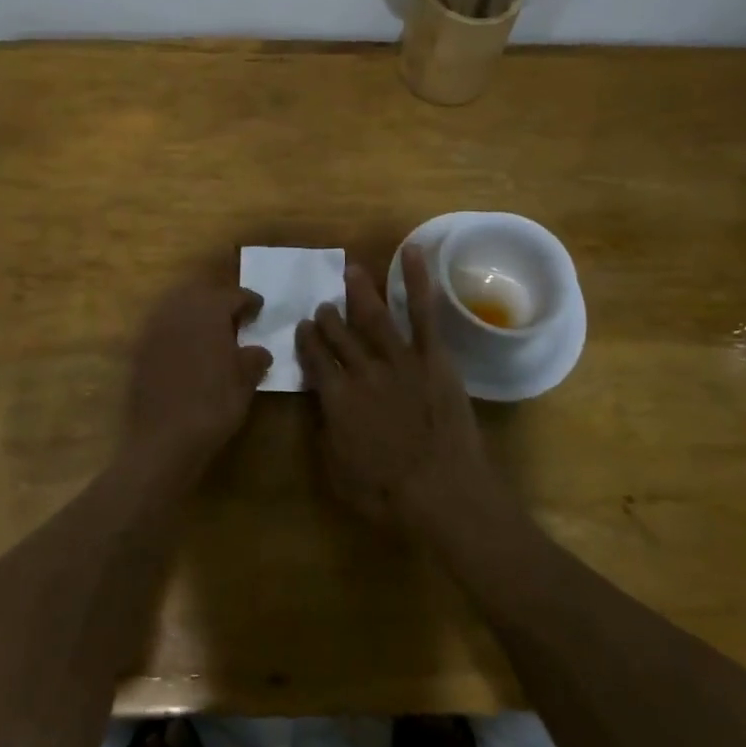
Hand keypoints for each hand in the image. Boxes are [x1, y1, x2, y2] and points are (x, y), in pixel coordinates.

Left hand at [125, 284, 271, 475]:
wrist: (163, 438)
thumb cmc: (213, 404)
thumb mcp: (245, 382)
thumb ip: (254, 359)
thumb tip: (259, 351)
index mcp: (209, 310)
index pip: (233, 295)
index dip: (249, 301)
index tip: (259, 308)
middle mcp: (179, 310)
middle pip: (202, 294)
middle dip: (219, 302)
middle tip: (235, 318)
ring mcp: (155, 328)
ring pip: (179, 308)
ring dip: (196, 314)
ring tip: (212, 333)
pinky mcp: (140, 349)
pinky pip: (164, 328)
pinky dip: (179, 332)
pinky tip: (189, 350)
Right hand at [295, 248, 496, 529]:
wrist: (443, 494)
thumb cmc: (387, 495)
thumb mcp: (338, 472)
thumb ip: (326, 432)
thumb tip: (320, 406)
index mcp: (336, 397)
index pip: (314, 359)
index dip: (306, 340)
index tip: (302, 327)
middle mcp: (362, 369)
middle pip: (339, 334)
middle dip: (327, 317)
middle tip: (323, 305)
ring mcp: (399, 358)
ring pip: (373, 315)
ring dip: (359, 291)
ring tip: (351, 271)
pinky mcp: (433, 357)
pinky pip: (423, 312)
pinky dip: (417, 280)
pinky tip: (412, 251)